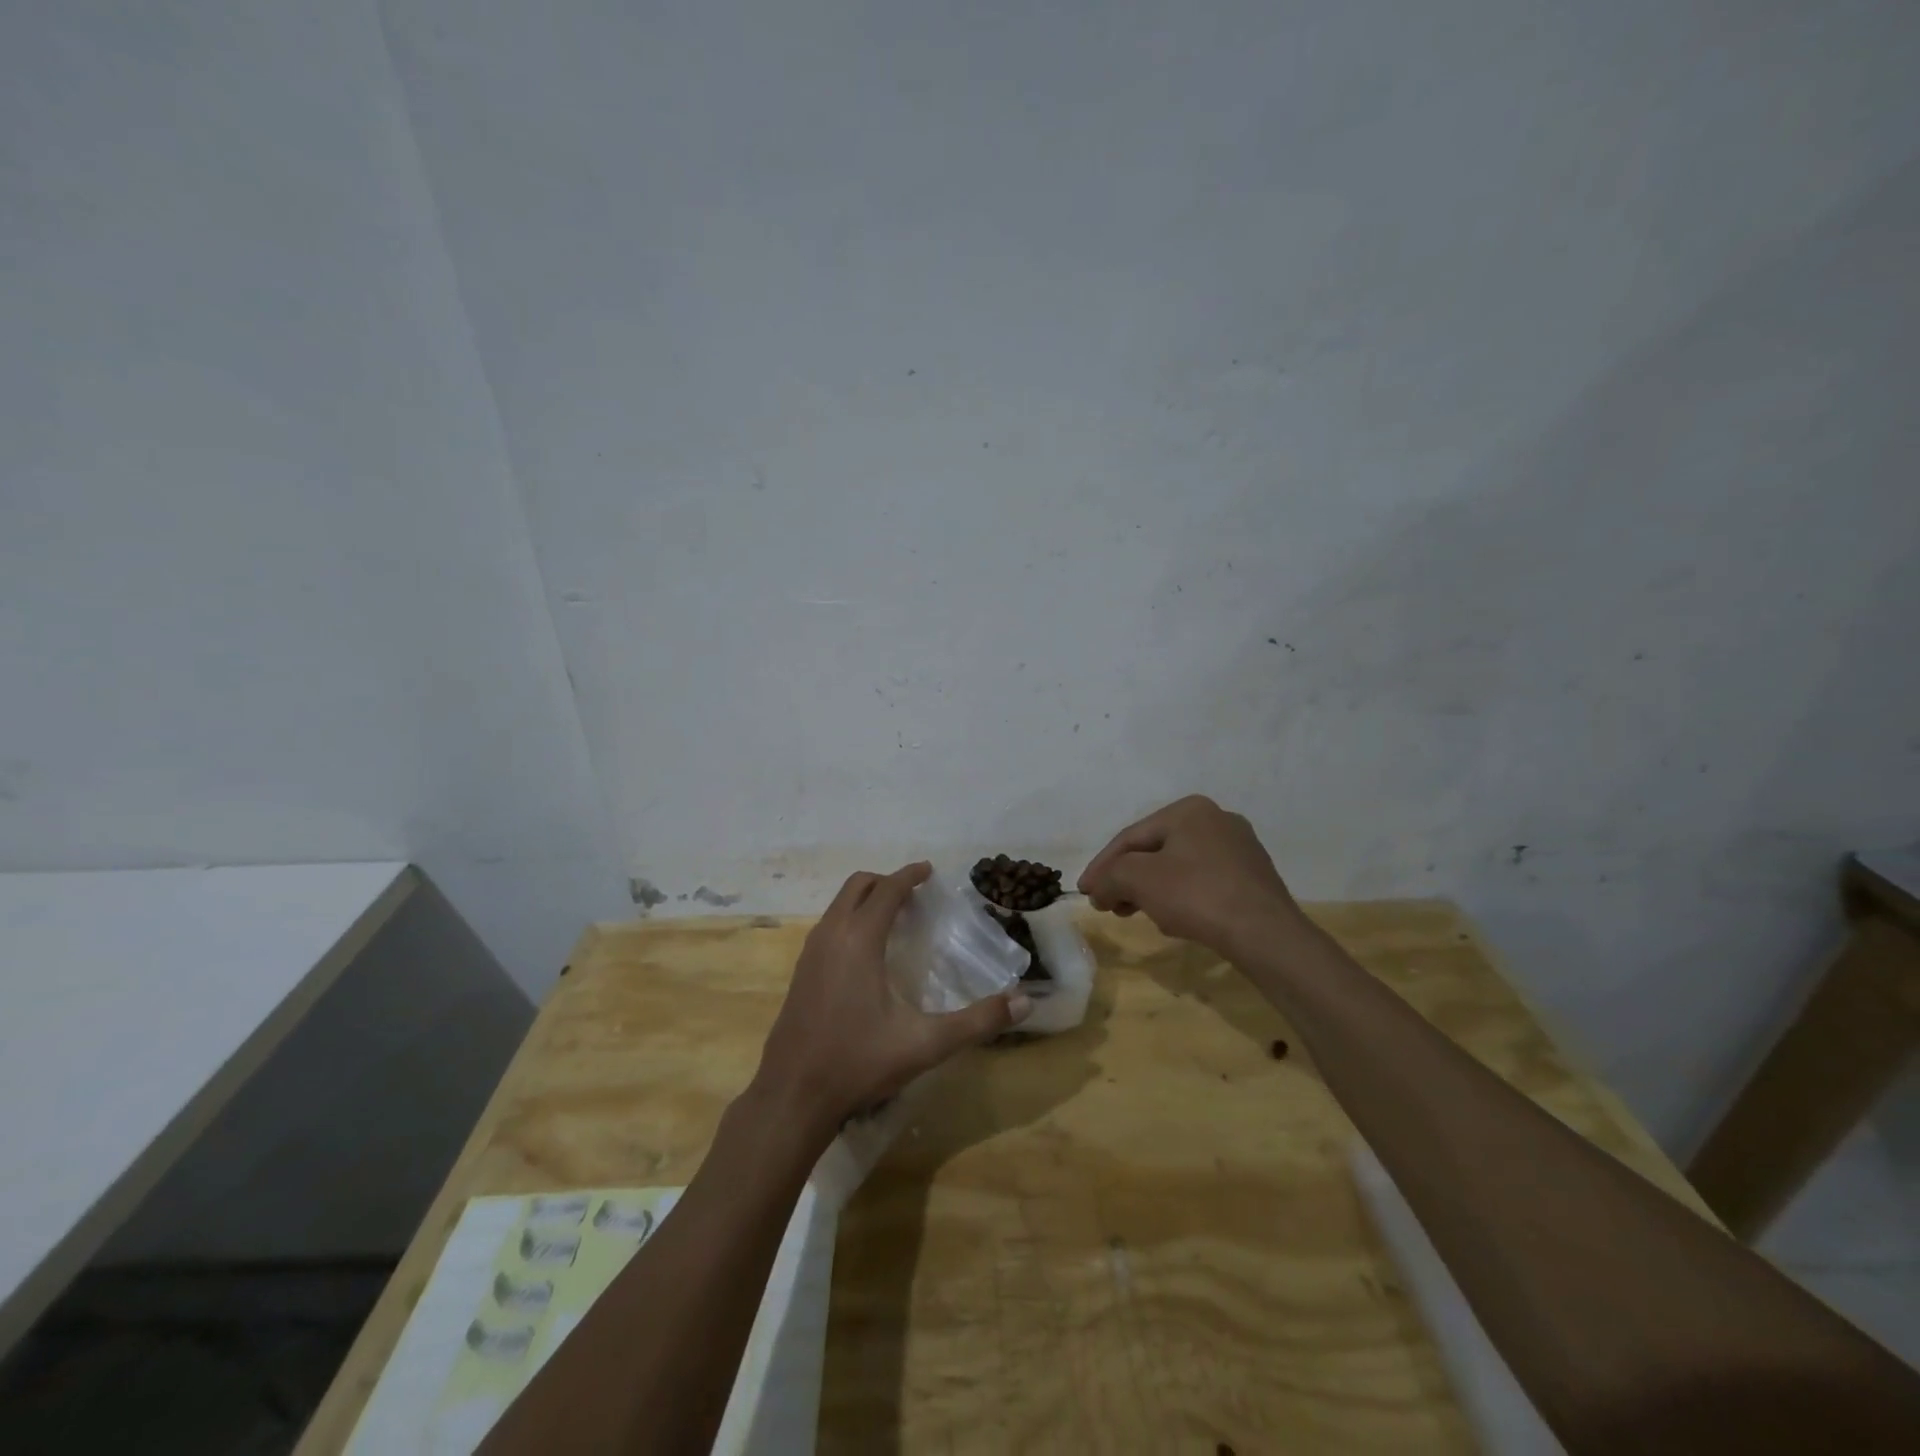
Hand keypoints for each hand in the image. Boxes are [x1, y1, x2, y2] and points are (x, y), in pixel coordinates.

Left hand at [754, 862, 1030, 1135]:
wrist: (792, 1096)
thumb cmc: (858, 1062)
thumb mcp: (925, 1044)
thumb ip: (977, 1021)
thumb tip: (1024, 1002)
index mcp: (859, 940)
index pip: (887, 890)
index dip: (910, 876)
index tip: (930, 870)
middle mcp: (831, 935)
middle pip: (857, 886)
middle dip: (887, 881)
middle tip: (915, 895)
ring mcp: (810, 953)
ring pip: (838, 905)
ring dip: (866, 899)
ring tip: (896, 918)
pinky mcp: (800, 972)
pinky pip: (829, 925)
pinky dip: (850, 919)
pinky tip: (867, 953)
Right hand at [1079, 795, 1303, 956]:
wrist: (1266, 934)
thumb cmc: (1196, 895)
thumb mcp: (1138, 879)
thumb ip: (1109, 877)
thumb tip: (1098, 889)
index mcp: (1188, 809)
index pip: (1131, 836)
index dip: (1101, 866)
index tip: (1084, 892)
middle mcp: (1217, 819)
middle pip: (1155, 850)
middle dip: (1127, 879)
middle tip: (1108, 905)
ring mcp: (1240, 848)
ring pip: (1179, 867)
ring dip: (1151, 890)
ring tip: (1136, 914)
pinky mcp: (1253, 878)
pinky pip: (1203, 882)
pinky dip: (1181, 897)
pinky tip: (1174, 920)